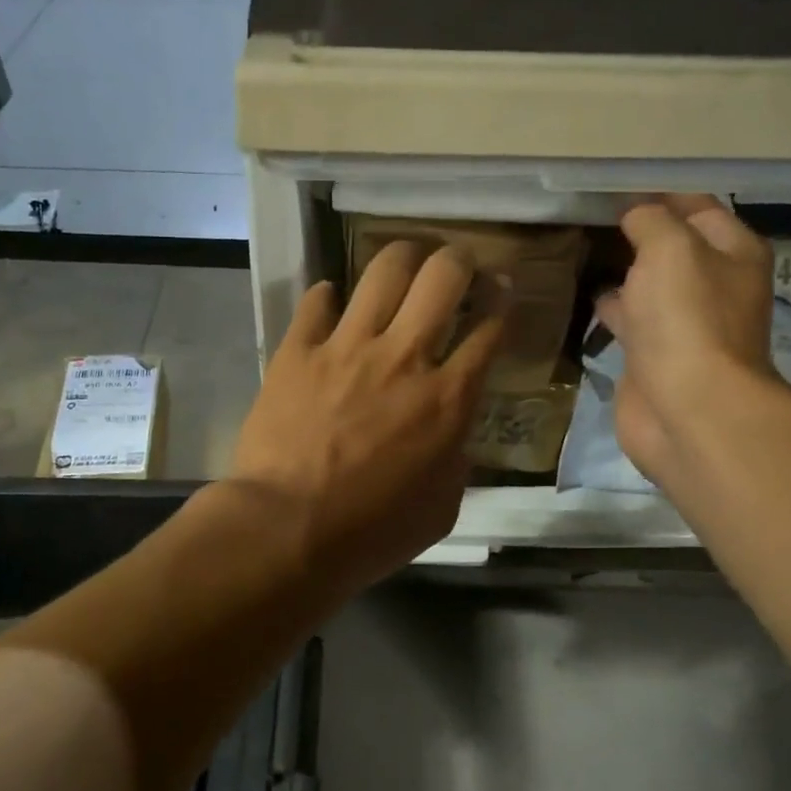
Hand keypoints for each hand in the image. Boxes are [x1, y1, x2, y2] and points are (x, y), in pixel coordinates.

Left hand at [230, 242, 502, 591]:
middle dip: (459, 259)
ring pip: (384, 270)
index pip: (490, 327)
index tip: (501, 291)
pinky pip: (316, 301)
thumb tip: (449, 432)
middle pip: (443, 275)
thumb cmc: (371, 532)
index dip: (502, 300)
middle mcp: (403, 357)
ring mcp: (346, 347)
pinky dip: (329, 297)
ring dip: (403, 258)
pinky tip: (334, 304)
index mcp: (448, 398)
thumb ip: (455, 459)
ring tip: (405, 265)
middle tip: (457, 267)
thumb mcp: (441, 507)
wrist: (287, 531)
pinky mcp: (297, 351)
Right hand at [594, 195, 779, 485]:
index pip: (699, 208)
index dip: (662, 195)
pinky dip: (612, 310)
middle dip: (641, 234)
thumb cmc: (686, 318)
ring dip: (626, 274)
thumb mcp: (669, 248)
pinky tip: (586, 297)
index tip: (617, 188)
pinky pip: (631, 322)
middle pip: (675, 249)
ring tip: (586, 253)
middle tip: (594, 219)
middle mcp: (715, 286)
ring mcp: (684, 325)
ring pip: (651, 287)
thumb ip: (651, 221)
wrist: (688, 409)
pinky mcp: (655, 358)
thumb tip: (635, 215)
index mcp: (733, 254)